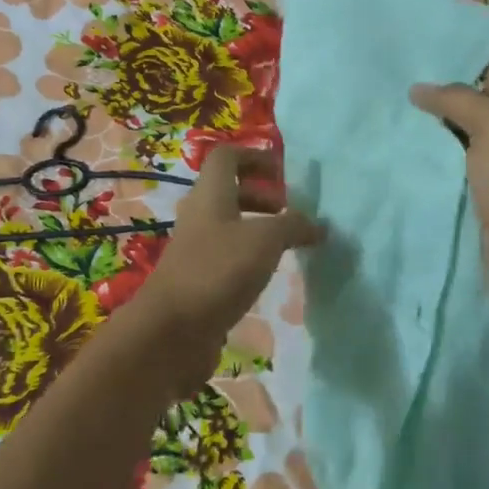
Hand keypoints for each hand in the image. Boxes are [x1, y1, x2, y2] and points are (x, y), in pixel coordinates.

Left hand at [126, 147, 321, 394]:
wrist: (172, 331)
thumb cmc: (218, 270)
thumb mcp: (265, 240)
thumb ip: (293, 225)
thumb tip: (317, 225)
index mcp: (210, 194)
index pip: (227, 156)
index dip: (255, 156)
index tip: (284, 173)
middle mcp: (199, 215)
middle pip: (229, 191)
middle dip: (262, 195)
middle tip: (292, 212)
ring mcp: (195, 248)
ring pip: (229, 225)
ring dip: (258, 228)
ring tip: (288, 246)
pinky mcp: (197, 279)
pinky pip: (226, 256)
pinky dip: (249, 258)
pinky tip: (268, 275)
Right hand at [410, 47, 488, 310]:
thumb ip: (457, 97)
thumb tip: (419, 89)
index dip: (458, 40)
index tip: (416, 32)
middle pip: (470, 83)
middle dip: (435, 73)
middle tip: (391, 61)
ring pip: (456, 116)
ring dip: (428, 108)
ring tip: (386, 90)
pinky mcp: (476, 174)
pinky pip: (449, 147)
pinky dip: (427, 139)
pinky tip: (397, 130)